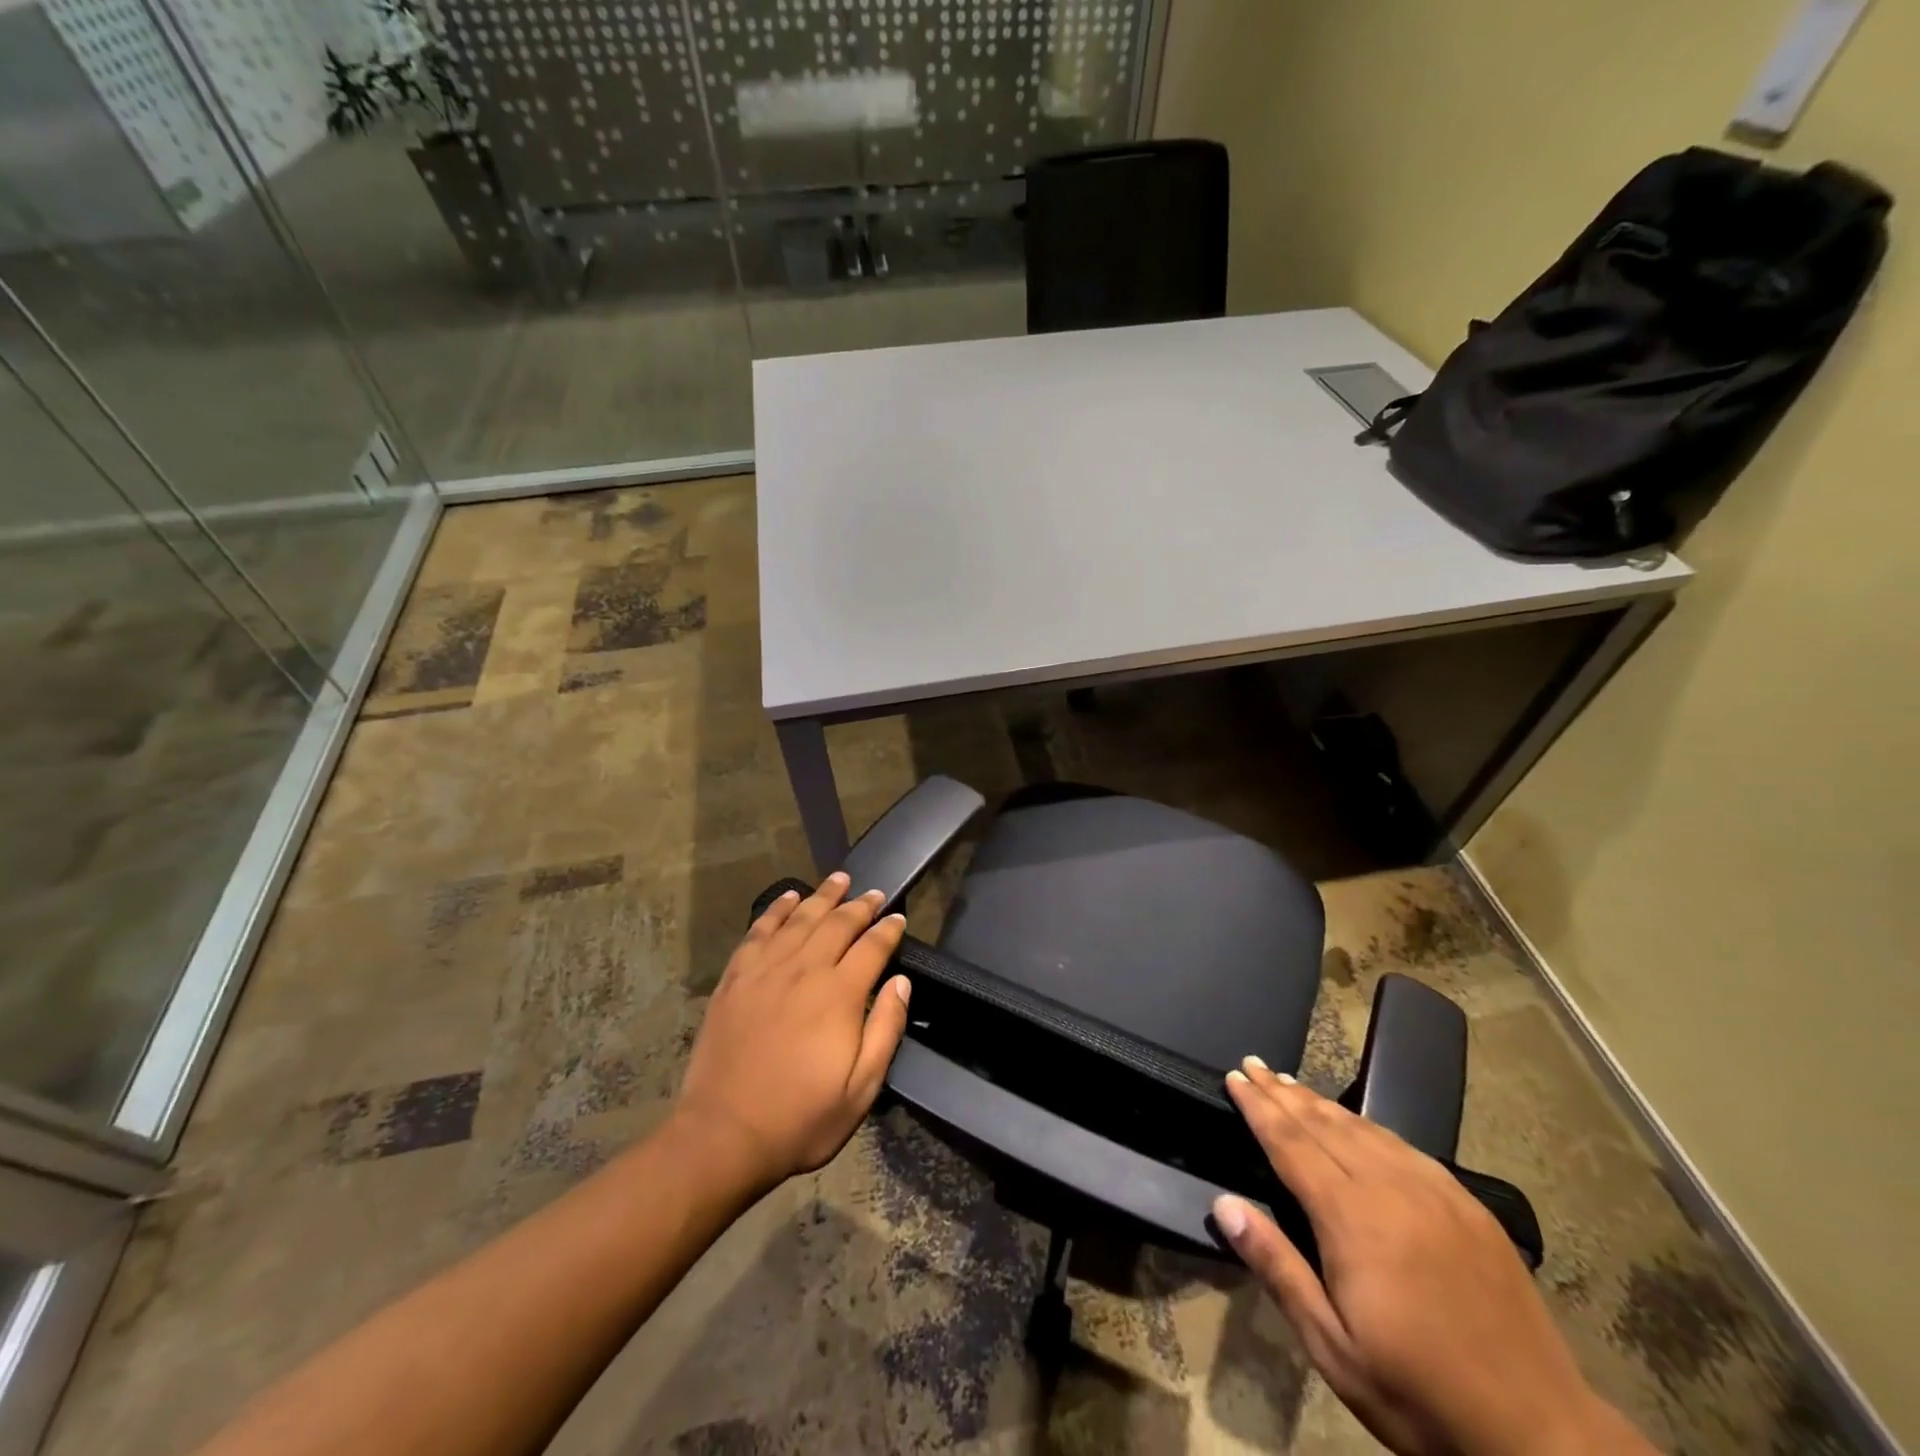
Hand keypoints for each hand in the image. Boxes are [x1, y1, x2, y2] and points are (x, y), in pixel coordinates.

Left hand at [673, 872, 910, 1194]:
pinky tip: (788, 898)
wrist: (723, 1135)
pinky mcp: (736, 978)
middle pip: (837, 924)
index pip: (872, 947)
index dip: (888, 929)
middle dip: (860, 905)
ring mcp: (765, 970)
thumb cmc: (801, 1119)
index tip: (899, 917)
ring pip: (800, 919)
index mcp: (839, 995)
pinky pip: (759, 931)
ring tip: (839, 879)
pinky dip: (776, 910)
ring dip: (822, 896)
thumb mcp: (861, 1090)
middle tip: (874, 893)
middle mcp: (804, 970)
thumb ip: (886, 1029)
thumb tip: (900, 981)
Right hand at [1213, 1060, 1654, 1455]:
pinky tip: (1357, 1123)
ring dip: (1320, 1102)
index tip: (1234, 1077)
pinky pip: (1404, 1146)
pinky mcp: (1467, 1204)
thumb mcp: (1334, 1348)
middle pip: (1323, 1124)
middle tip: (1252, 1064)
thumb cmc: (1420, 1395)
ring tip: (1289, 1082)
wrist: (1543, 1436)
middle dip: (1282, 1092)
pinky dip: (1368, 1124)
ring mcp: (1435, 1191)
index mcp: (1353, 1219)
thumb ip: (1278, 1267)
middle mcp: (1391, 1188)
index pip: (1290, 1143)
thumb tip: (1224, 1204)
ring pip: (1364, 1128)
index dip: (1258, 1108)